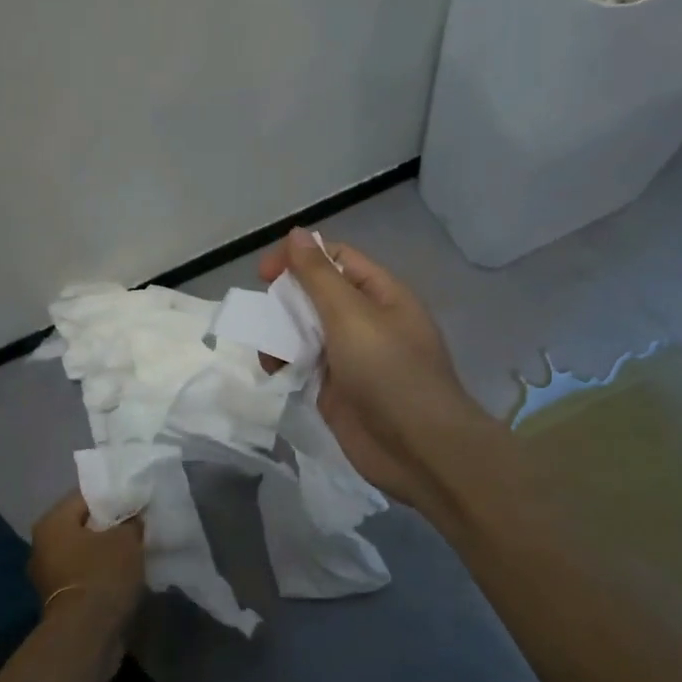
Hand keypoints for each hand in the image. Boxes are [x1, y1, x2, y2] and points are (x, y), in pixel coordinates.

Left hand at [26, 490, 144, 645]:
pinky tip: (124, 575)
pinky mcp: (59, 601)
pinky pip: (84, 575)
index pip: (84, 497)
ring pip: (83, 552)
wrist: (87, 634)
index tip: (135, 501)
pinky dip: (101, 573)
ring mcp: (48, 576)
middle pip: (82, 525)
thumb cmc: (102, 574)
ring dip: (106, 552)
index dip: (112, 497)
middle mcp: (42, 546)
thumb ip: (131, 521)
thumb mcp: (126, 539)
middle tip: (137, 524)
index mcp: (51, 523)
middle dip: (109, 526)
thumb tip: (133, 517)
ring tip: (135, 549)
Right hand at [259, 227, 493, 512]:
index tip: (264, 274)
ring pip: (306, 332)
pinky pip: (305, 366)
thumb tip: (297, 234)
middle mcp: (367, 321)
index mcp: (380, 294)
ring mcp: (352, 358)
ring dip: (281, 336)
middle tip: (263, 316)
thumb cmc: (388, 372)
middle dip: (286, 301)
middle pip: (317, 295)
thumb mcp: (351, 315)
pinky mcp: (337, 390)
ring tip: (267, 354)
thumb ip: (319, 276)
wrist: (418, 448)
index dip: (300, 258)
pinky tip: (275, 373)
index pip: (336, 259)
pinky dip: (286, 364)